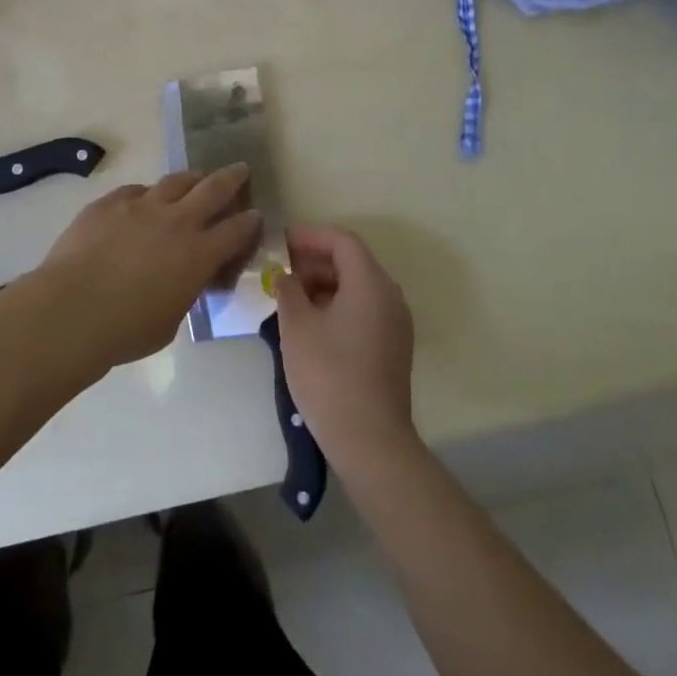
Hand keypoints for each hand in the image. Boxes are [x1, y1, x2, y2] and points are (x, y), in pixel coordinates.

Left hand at [34, 166, 262, 369]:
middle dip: (232, 178)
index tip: (256, 215)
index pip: (237, 230)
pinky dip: (147, 195)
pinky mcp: (109, 203)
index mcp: (198, 254)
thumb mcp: (171, 320)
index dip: (250, 221)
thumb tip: (185, 280)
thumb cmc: (125, 330)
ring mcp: (141, 206)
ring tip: (196, 178)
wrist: (70, 310)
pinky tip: (143, 201)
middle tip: (241, 170)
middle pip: (213, 189)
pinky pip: (135, 191)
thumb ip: (185, 292)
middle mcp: (176, 221)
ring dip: (192, 178)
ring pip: (175, 181)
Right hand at [276, 224, 416, 467]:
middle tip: (281, 270)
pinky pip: (364, 309)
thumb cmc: (328, 374)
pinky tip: (311, 322)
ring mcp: (395, 323)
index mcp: (371, 284)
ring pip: (358, 287)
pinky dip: (338, 304)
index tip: (281, 242)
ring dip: (325, 284)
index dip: (310, 236)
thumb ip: (288, 290)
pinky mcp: (393, 346)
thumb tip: (285, 276)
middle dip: (315, 261)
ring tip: (290, 297)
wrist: (369, 439)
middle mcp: (390, 296)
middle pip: (353, 262)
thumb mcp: (297, 327)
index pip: (342, 242)